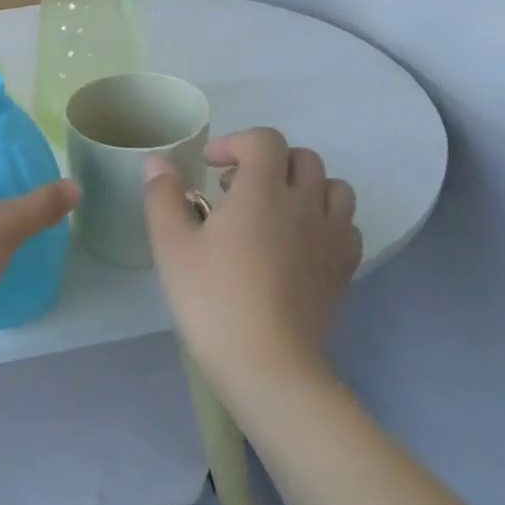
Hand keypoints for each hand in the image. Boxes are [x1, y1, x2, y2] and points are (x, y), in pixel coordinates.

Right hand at [143, 128, 359, 394]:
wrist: (267, 363)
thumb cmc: (212, 300)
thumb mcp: (172, 246)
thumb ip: (163, 196)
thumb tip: (158, 162)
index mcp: (263, 191)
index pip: (265, 141)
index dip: (236, 143)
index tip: (210, 168)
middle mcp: (305, 203)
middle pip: (301, 158)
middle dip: (267, 162)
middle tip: (236, 191)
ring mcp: (331, 235)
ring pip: (333, 187)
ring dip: (303, 186)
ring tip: (274, 211)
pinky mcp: (344, 266)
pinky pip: (345, 223)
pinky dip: (324, 219)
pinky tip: (298, 242)